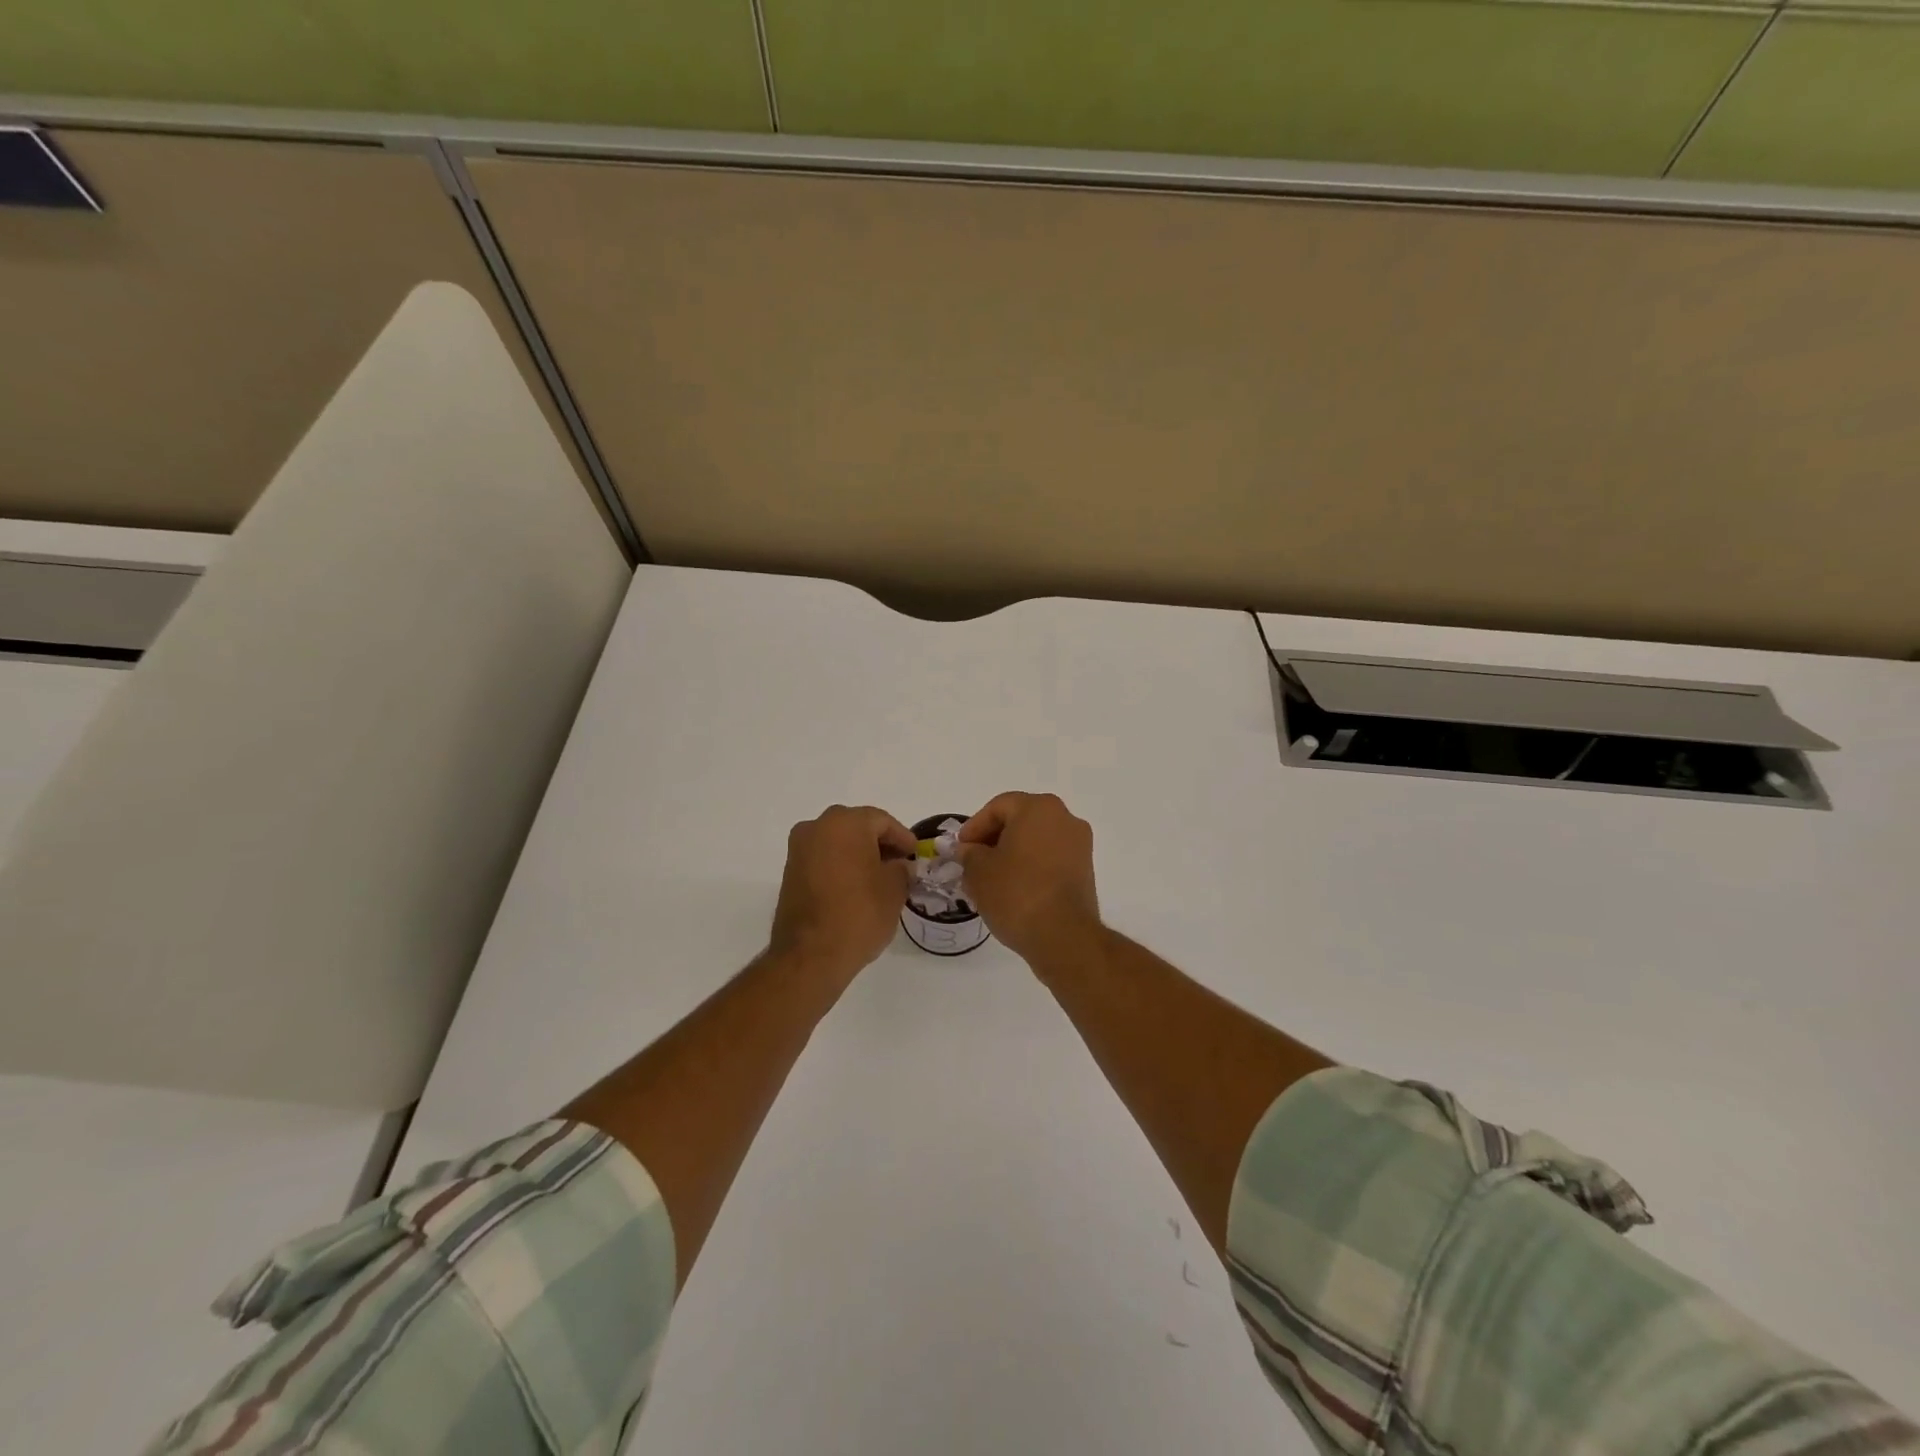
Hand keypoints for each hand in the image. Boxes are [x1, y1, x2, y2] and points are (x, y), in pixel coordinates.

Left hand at [769, 805, 915, 983]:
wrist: (810, 955)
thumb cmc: (859, 914)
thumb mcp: (894, 889)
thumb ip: (901, 868)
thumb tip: (899, 865)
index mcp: (845, 823)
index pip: (882, 821)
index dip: (903, 838)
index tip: (915, 855)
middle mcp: (817, 827)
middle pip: (857, 826)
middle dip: (879, 843)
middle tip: (899, 864)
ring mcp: (799, 849)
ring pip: (837, 842)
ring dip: (858, 854)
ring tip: (879, 878)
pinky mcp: (789, 872)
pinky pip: (822, 858)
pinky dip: (840, 865)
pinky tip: (856, 887)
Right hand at [955, 792, 1101, 965]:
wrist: (1063, 936)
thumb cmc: (1016, 893)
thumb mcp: (978, 871)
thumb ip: (969, 854)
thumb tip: (969, 850)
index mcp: (1038, 808)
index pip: (998, 807)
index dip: (974, 827)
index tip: (960, 849)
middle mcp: (1065, 818)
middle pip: (1020, 820)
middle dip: (993, 839)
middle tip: (972, 862)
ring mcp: (1079, 845)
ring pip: (1036, 840)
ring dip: (1012, 854)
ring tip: (991, 879)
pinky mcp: (1085, 870)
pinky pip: (1051, 858)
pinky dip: (1031, 867)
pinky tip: (1014, 889)